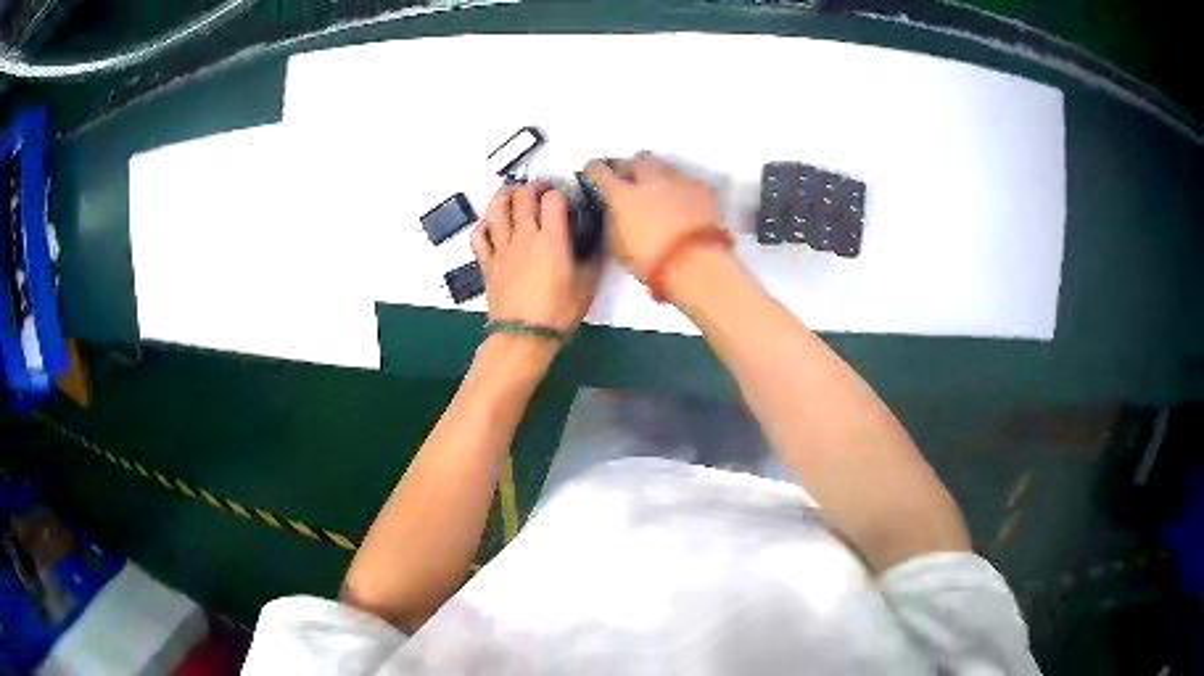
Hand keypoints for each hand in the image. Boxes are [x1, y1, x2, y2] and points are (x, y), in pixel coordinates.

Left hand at [471, 183, 600, 332]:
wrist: (524, 336)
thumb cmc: (558, 312)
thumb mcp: (587, 285)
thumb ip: (592, 257)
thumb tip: (597, 240)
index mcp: (551, 239)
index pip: (553, 199)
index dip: (559, 192)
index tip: (564, 196)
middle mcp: (524, 236)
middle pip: (522, 197)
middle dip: (532, 186)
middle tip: (539, 188)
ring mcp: (502, 248)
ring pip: (497, 210)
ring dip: (504, 196)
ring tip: (511, 192)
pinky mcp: (488, 263)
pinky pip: (479, 236)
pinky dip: (483, 225)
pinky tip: (490, 224)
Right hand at [585, 152, 723, 282]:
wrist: (696, 265)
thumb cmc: (654, 262)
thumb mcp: (618, 246)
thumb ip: (613, 221)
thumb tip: (614, 212)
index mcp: (622, 195)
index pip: (600, 171)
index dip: (596, 170)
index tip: (596, 173)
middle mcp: (650, 181)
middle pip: (638, 159)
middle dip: (634, 166)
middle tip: (631, 178)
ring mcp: (679, 183)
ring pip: (666, 166)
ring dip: (660, 174)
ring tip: (660, 190)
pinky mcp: (704, 191)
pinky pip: (690, 180)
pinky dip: (685, 188)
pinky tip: (684, 201)